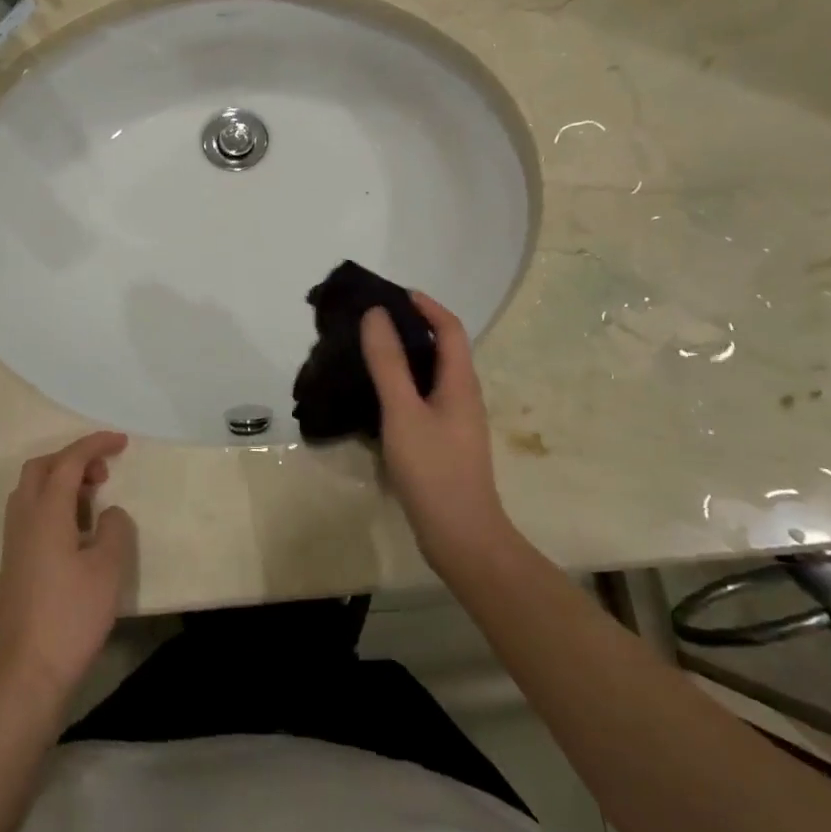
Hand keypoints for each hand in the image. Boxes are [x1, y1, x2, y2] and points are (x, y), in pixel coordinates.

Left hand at [0, 432, 136, 703]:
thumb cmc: (71, 616)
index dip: (95, 445)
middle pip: (42, 468)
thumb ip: (115, 529)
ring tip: (93, 498)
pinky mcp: (14, 563)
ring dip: (61, 481)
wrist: (27, 672)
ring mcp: (14, 542)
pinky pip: (31, 513)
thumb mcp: (108, 569)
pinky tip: (77, 530)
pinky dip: (54, 504)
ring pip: (32, 490)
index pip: (68, 461)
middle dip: (73, 458)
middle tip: (104, 472)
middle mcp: (24, 518)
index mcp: (46, 512)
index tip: (122, 442)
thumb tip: (109, 514)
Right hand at [360, 294, 513, 575]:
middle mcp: (463, 395)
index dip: (426, 305)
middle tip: (371, 321)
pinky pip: (423, 399)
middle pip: (442, 348)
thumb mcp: (403, 412)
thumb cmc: (434, 469)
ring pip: (431, 376)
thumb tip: (376, 314)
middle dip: (411, 327)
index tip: (393, 294)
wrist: (461, 537)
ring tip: (368, 352)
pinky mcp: (444, 442)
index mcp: (460, 382)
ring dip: (404, 357)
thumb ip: (388, 363)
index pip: (450, 328)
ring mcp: (455, 421)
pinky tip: (375, 397)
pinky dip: (402, 385)